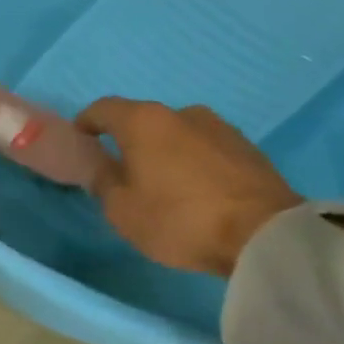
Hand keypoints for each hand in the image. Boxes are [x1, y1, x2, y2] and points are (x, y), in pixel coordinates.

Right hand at [75, 98, 302, 275]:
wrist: (264, 234)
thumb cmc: (178, 218)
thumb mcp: (121, 209)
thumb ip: (103, 182)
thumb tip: (103, 167)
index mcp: (144, 121)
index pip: (103, 108)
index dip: (86, 123)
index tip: (80, 142)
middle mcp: (182, 113)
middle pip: (143, 121)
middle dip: (128, 142)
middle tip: (121, 172)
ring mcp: (220, 128)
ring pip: (177, 135)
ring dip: (163, 153)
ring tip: (161, 185)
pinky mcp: (247, 148)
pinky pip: (204, 150)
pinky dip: (191, 164)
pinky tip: (193, 191)